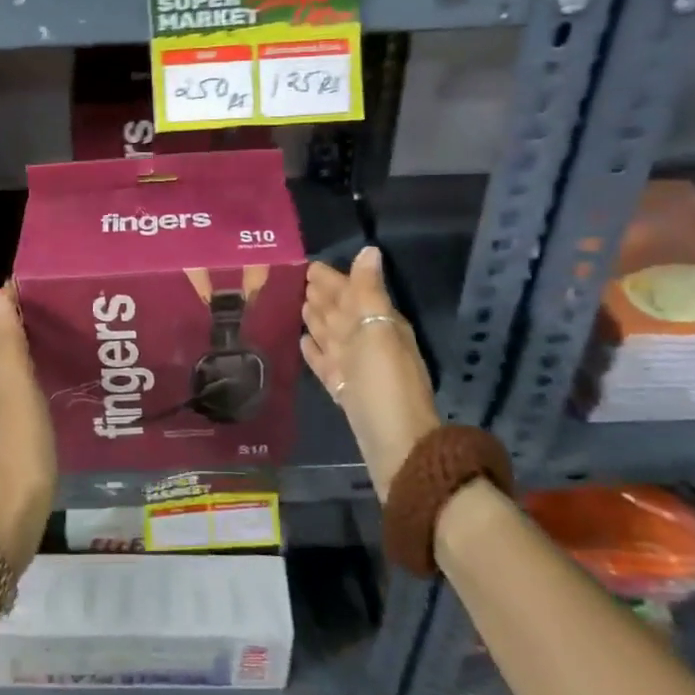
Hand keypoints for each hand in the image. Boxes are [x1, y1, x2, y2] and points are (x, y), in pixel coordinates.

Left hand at [0, 285, 55, 571]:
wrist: (13, 516)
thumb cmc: (17, 445)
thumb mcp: (13, 387)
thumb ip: (5, 342)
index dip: (15, 301)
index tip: (47, 281)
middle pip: (8, 346)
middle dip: (30, 322)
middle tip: (70, 303)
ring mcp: (5, 418)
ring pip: (19, 370)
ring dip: (37, 350)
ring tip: (74, 334)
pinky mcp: (22, 439)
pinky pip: (31, 395)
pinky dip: (43, 378)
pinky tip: (65, 381)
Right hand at [301, 247, 438, 500]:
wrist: (395, 445)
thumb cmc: (385, 383)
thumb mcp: (379, 330)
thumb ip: (369, 291)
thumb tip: (369, 250)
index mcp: (380, 324)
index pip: (352, 292)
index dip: (333, 279)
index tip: (310, 265)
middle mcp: (369, 342)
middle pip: (341, 313)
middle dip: (323, 296)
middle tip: (299, 281)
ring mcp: (356, 368)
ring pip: (332, 335)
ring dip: (317, 320)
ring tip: (299, 306)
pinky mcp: (344, 390)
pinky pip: (326, 362)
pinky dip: (314, 351)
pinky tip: (302, 343)